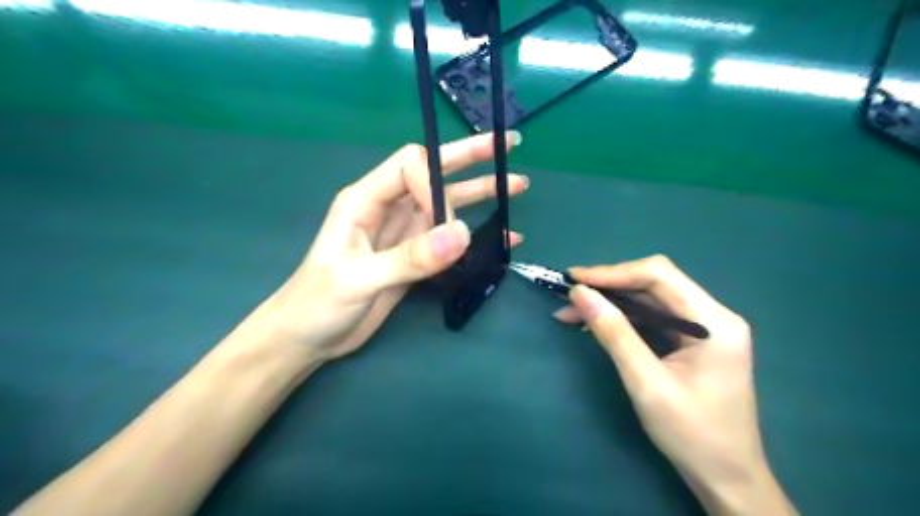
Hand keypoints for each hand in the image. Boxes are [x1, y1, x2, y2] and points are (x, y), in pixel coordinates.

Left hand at [259, 133, 527, 363]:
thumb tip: (460, 234)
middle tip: (508, 145)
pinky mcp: (414, 257)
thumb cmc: (317, 303)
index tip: (449, 222)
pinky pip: (449, 238)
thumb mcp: (358, 279)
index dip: (436, 183)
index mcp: (365, 199)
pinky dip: (477, 235)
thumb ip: (408, 258)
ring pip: (447, 204)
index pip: (410, 167)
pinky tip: (504, 237)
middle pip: (433, 172)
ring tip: (516, 185)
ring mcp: (404, 232)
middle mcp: (388, 208)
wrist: (309, 338)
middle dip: (470, 158)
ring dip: (480, 193)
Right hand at [553, 257, 798, 514]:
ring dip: (611, 303)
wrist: (727, 478)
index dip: (613, 272)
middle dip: (608, 286)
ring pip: (649, 300)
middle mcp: (713, 315)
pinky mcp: (693, 341)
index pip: (659, 275)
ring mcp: (704, 328)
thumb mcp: (646, 382)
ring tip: (571, 311)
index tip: (574, 279)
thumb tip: (579, 293)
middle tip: (569, 296)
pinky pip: (652, 318)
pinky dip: (622, 318)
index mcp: (714, 321)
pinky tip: (596, 323)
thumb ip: (613, 333)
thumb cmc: (691, 434)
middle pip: (654, 283)